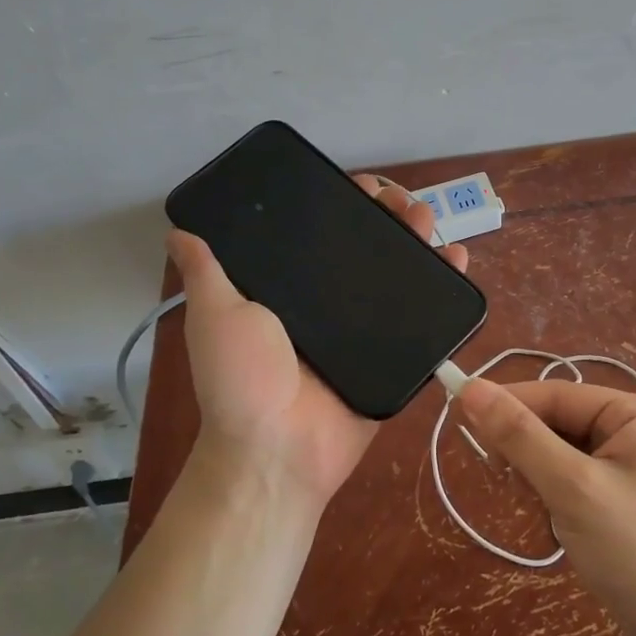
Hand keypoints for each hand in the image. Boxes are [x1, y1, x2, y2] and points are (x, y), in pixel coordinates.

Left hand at [168, 175, 468, 512]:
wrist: (279, 449)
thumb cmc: (242, 380)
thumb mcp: (216, 317)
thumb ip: (206, 274)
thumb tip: (179, 231)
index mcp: (293, 292)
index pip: (323, 237)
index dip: (344, 207)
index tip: (361, 186)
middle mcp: (331, 306)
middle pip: (368, 250)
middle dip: (390, 219)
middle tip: (404, 203)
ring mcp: (366, 331)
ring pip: (399, 276)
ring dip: (419, 242)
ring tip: (429, 221)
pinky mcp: (395, 355)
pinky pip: (424, 318)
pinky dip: (444, 287)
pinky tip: (457, 258)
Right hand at [458, 378, 635, 635]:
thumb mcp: (573, 488)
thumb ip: (520, 436)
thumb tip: (470, 388)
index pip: (555, 394)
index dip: (506, 404)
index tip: (458, 416)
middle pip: (557, 424)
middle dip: (530, 456)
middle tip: (508, 485)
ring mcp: (631, 470)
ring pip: (559, 458)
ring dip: (542, 485)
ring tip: (551, 520)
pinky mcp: (623, 505)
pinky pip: (573, 486)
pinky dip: (557, 505)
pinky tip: (565, 534)